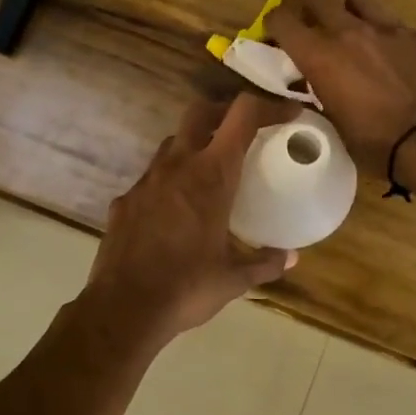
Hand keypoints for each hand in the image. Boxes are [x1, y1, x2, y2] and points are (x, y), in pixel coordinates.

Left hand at [81, 93, 299, 346]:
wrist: (124, 308)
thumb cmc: (187, 288)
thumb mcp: (234, 278)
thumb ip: (265, 263)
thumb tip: (291, 258)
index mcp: (211, 175)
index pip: (242, 116)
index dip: (268, 106)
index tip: (288, 114)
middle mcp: (177, 165)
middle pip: (201, 112)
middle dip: (225, 111)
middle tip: (245, 130)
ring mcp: (146, 180)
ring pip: (172, 142)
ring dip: (195, 144)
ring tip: (211, 169)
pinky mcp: (125, 200)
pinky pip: (151, 177)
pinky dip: (170, 181)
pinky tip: (176, 209)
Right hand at [268, 0, 415, 168]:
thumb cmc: (378, 144)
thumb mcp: (334, 125)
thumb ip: (319, 96)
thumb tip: (313, 84)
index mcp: (320, 56)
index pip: (283, 19)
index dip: (274, 24)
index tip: (275, 35)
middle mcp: (348, 32)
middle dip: (306, 7)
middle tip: (309, 25)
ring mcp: (386, 28)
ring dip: (347, 6)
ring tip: (351, 25)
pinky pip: (391, 18)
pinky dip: (382, 29)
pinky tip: (389, 51)